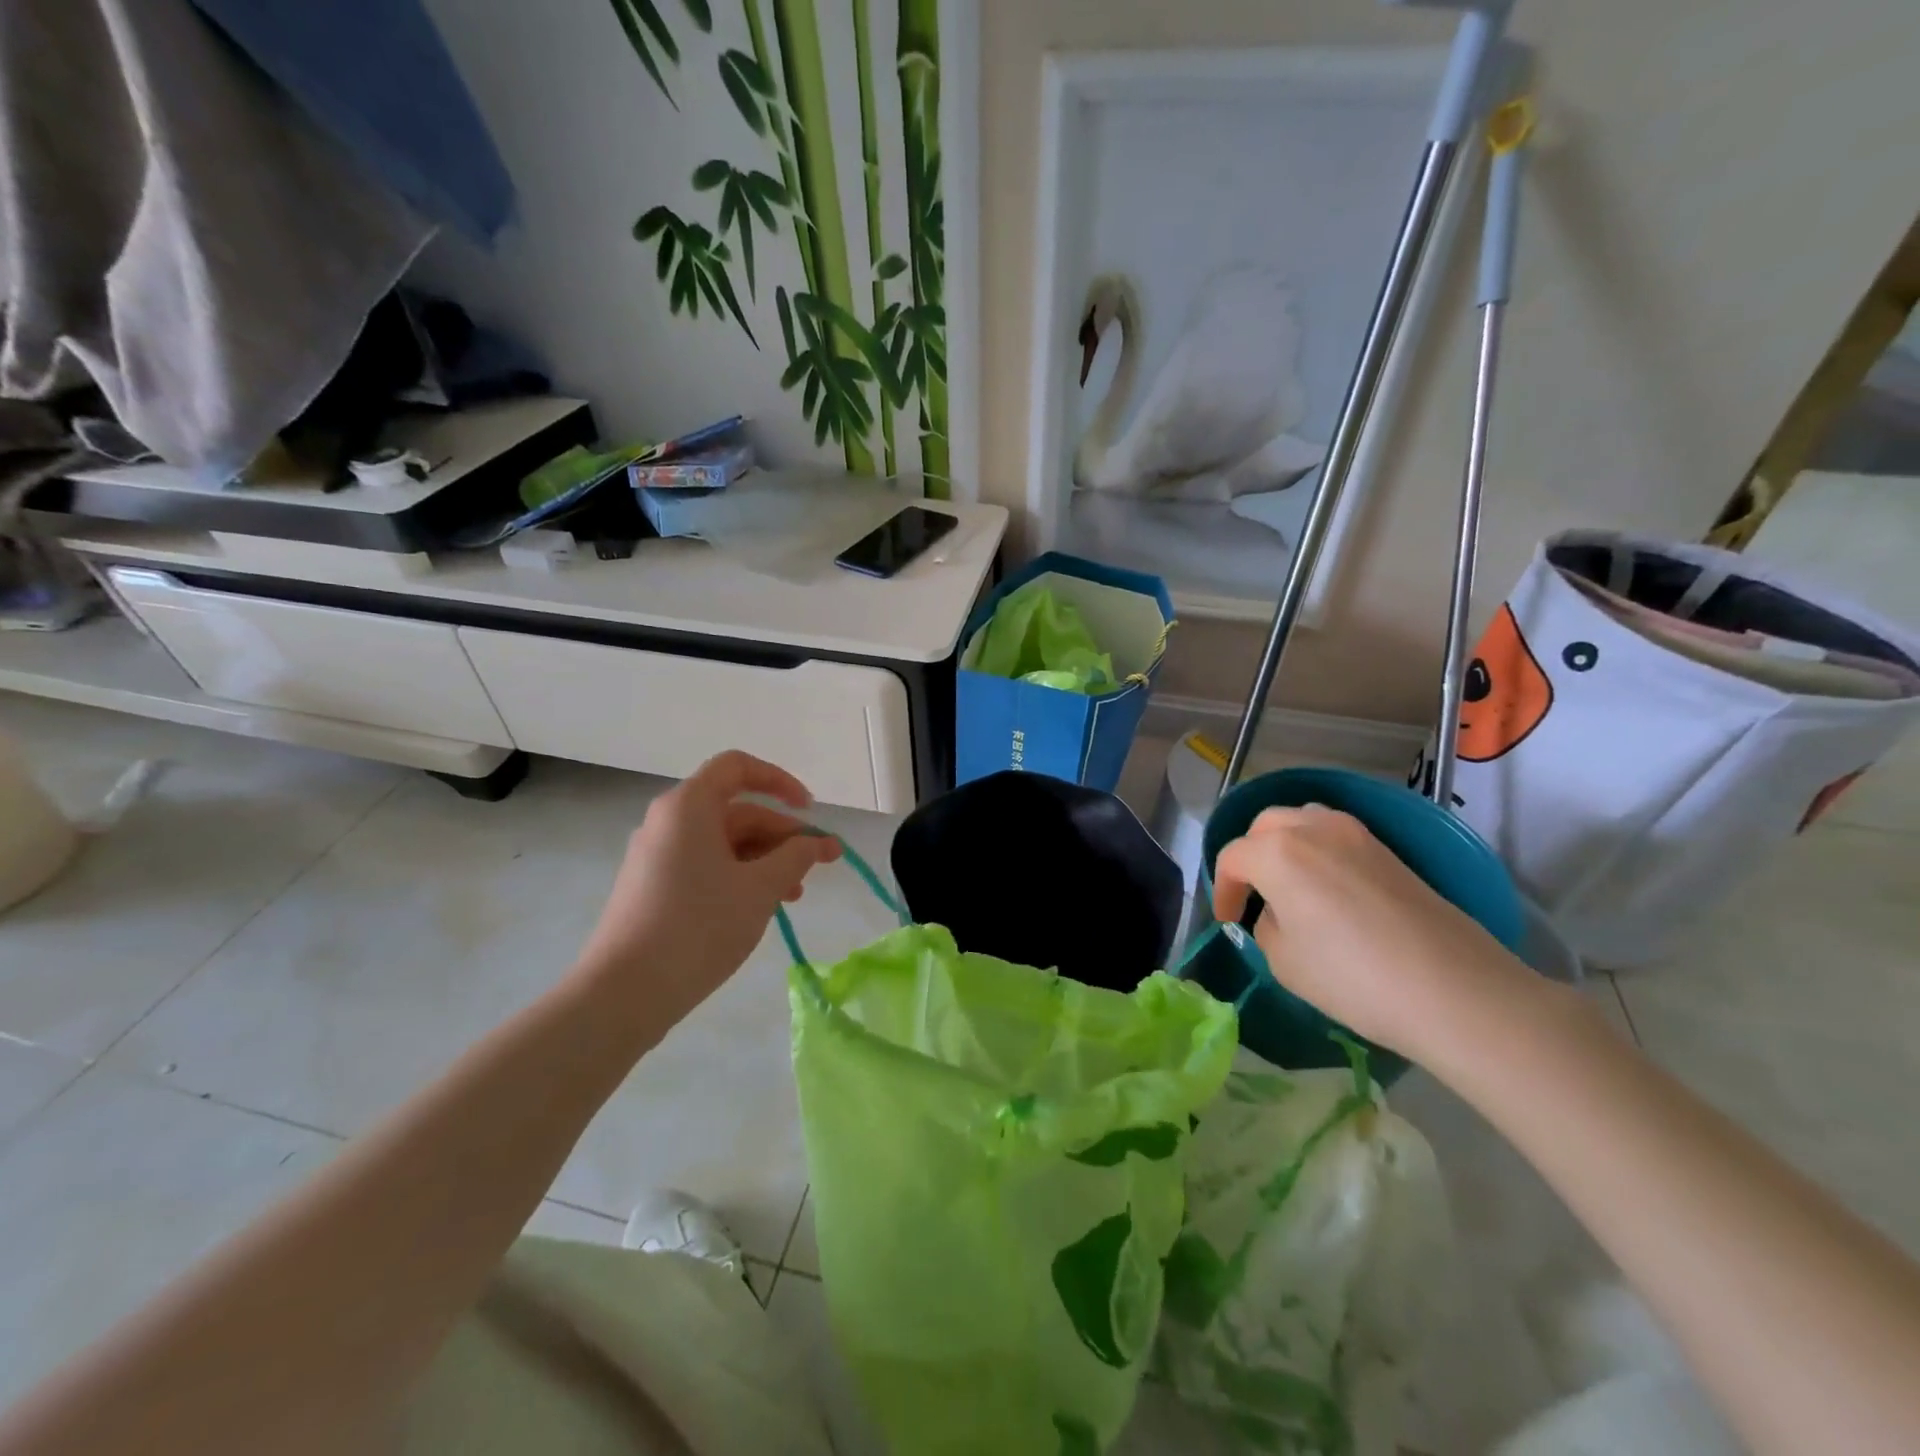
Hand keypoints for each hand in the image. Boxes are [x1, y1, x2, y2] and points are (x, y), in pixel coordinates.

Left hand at [574, 751, 840, 1029]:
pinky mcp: (653, 888)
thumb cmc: (698, 926)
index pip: (738, 767)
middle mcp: (669, 822)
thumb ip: (796, 857)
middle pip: (737, 810)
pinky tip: (760, 908)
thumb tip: (818, 842)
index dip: (780, 781)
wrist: (623, 993)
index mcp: (689, 806)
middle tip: (821, 865)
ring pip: (724, 843)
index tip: (810, 811)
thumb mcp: (760, 888)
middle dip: (783, 834)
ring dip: (766, 860)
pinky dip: (739, 877)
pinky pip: (706, 867)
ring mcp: (657, 857)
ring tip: (795, 896)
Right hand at [1211, 806, 1546, 1063]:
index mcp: (1277, 852)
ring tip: (1288, 884)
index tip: (1228, 921)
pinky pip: (1335, 836)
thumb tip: (1278, 912)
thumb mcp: (1283, 961)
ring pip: (1303, 820)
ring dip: (1285, 845)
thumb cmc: (1353, 977)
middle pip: (1265, 827)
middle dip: (1250, 855)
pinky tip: (1327, 890)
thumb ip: (1267, 925)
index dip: (1222, 889)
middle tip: (1252, 894)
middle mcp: (1312, 828)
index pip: (1232, 858)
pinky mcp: (1389, 851)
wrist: (1454, 990)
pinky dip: (1318, 852)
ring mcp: (1356, 834)